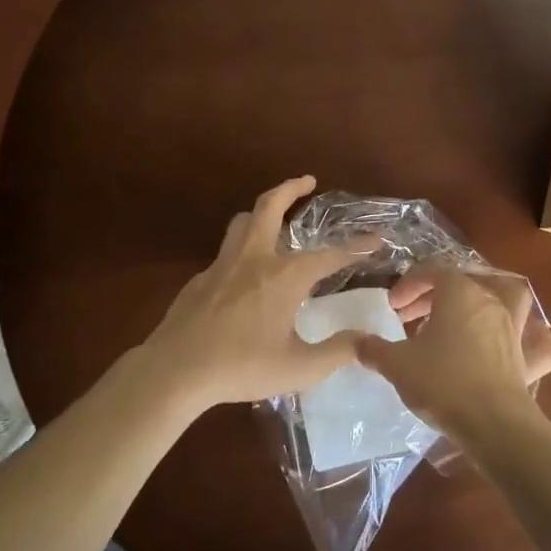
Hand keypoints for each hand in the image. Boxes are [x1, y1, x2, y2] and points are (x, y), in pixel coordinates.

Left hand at [129, 176, 373, 410]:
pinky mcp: (200, 279)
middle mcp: (254, 259)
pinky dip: (243, 248)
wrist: (175, 371)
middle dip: (291, 188)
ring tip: (275, 217)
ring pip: (243, 222)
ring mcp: (222, 265)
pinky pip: (226, 252)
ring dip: (262, 211)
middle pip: (270, 206)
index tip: (375, 239)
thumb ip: (337, 352)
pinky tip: (245, 274)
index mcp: (283, 276)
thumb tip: (366, 340)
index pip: (329, 255)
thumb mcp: (299, 368)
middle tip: (308, 180)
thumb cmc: (241, 367)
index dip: (356, 247)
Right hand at [358, 269, 550, 442]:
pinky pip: (536, 340)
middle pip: (464, 283)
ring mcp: (514, 328)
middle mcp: (491, 302)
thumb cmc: (442, 383)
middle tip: (412, 316)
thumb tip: (353, 341)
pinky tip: (517, 343)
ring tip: (468, 313)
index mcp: (460, 294)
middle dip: (435, 294)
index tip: (392, 306)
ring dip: (489, 298)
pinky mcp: (529, 358)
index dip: (409, 284)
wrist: (493, 424)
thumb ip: (373, 349)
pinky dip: (530, 336)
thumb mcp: (397, 364)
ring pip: (509, 297)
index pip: (432, 272)